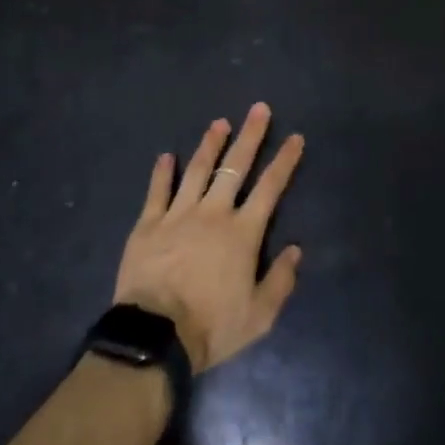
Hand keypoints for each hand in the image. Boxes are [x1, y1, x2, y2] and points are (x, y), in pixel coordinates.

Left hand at [114, 103, 304, 372]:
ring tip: (219, 123)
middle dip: (250, 136)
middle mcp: (213, 213)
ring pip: (197, 169)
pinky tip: (166, 156)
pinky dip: (162, 172)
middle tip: (259, 109)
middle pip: (235, 166)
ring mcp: (178, 214)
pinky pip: (157, 190)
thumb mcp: (259, 316)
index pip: (270, 188)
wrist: (156, 335)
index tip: (294, 137)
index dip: (284, 161)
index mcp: (242, 233)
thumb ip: (280, 281)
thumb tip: (295, 250)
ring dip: (210, 144)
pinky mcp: (149, 223)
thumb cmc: (212, 326)